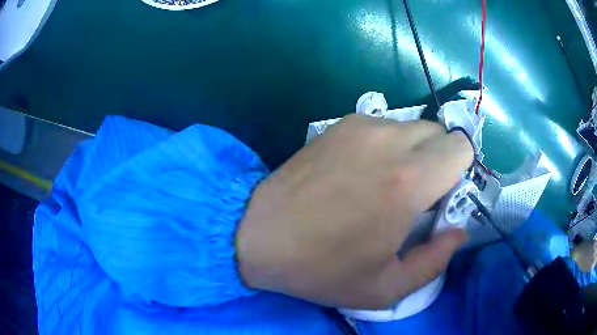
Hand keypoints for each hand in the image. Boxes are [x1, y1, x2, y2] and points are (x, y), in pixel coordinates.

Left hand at [237, 114, 472, 308]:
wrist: (259, 235)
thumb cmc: (321, 269)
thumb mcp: (385, 287)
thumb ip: (435, 261)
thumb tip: (459, 231)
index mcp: (408, 182)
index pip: (461, 148)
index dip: (460, 171)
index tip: (442, 196)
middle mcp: (389, 141)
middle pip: (439, 134)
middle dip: (440, 161)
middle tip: (417, 193)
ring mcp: (362, 126)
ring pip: (413, 127)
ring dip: (414, 152)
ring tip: (388, 182)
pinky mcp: (340, 124)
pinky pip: (384, 126)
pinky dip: (388, 144)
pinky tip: (362, 170)